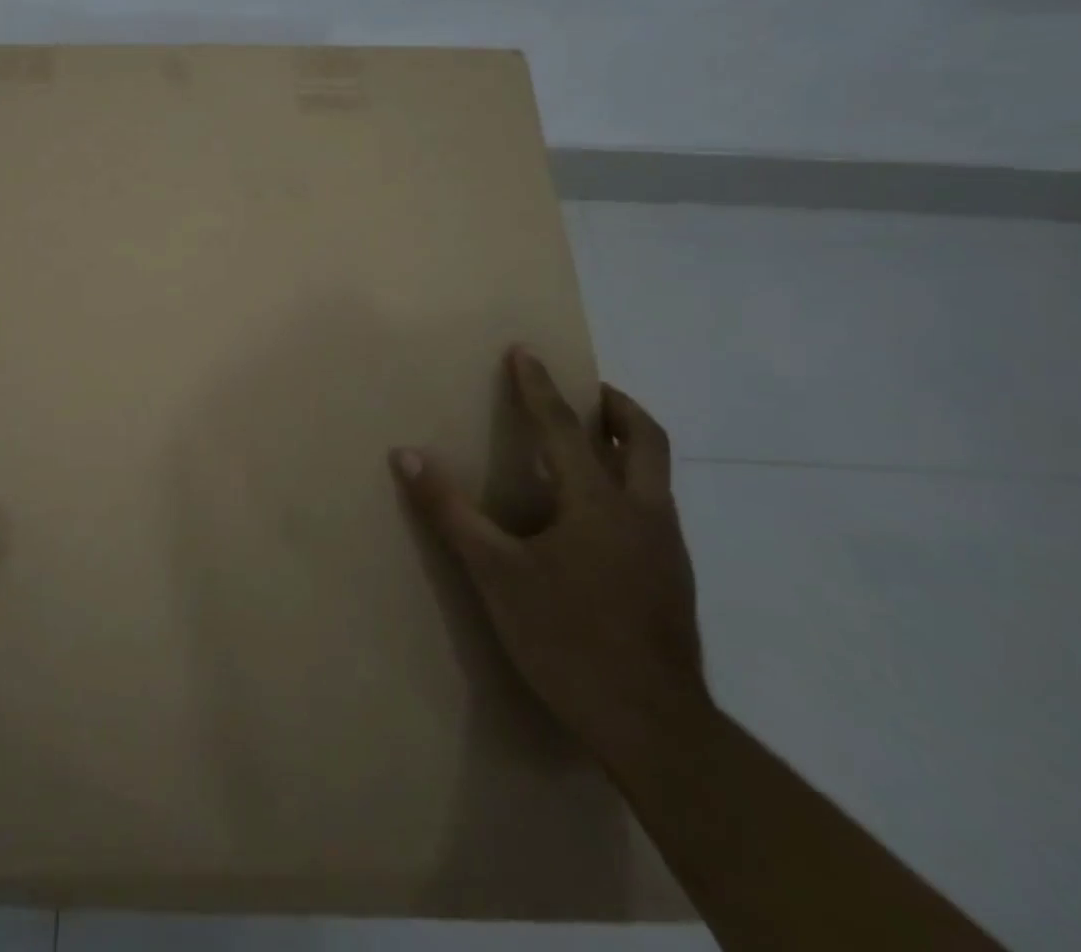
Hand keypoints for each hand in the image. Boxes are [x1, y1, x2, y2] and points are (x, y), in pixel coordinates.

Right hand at [391, 348, 707, 764]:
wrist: (656, 730)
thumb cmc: (568, 639)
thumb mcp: (496, 573)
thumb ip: (451, 510)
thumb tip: (406, 455)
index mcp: (600, 504)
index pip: (565, 427)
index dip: (540, 386)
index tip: (525, 351)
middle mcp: (644, 514)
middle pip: (647, 441)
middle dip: (618, 407)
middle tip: (589, 391)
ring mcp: (667, 549)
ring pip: (657, 476)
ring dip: (627, 447)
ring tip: (590, 446)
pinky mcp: (674, 581)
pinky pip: (654, 510)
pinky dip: (629, 488)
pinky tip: (597, 518)